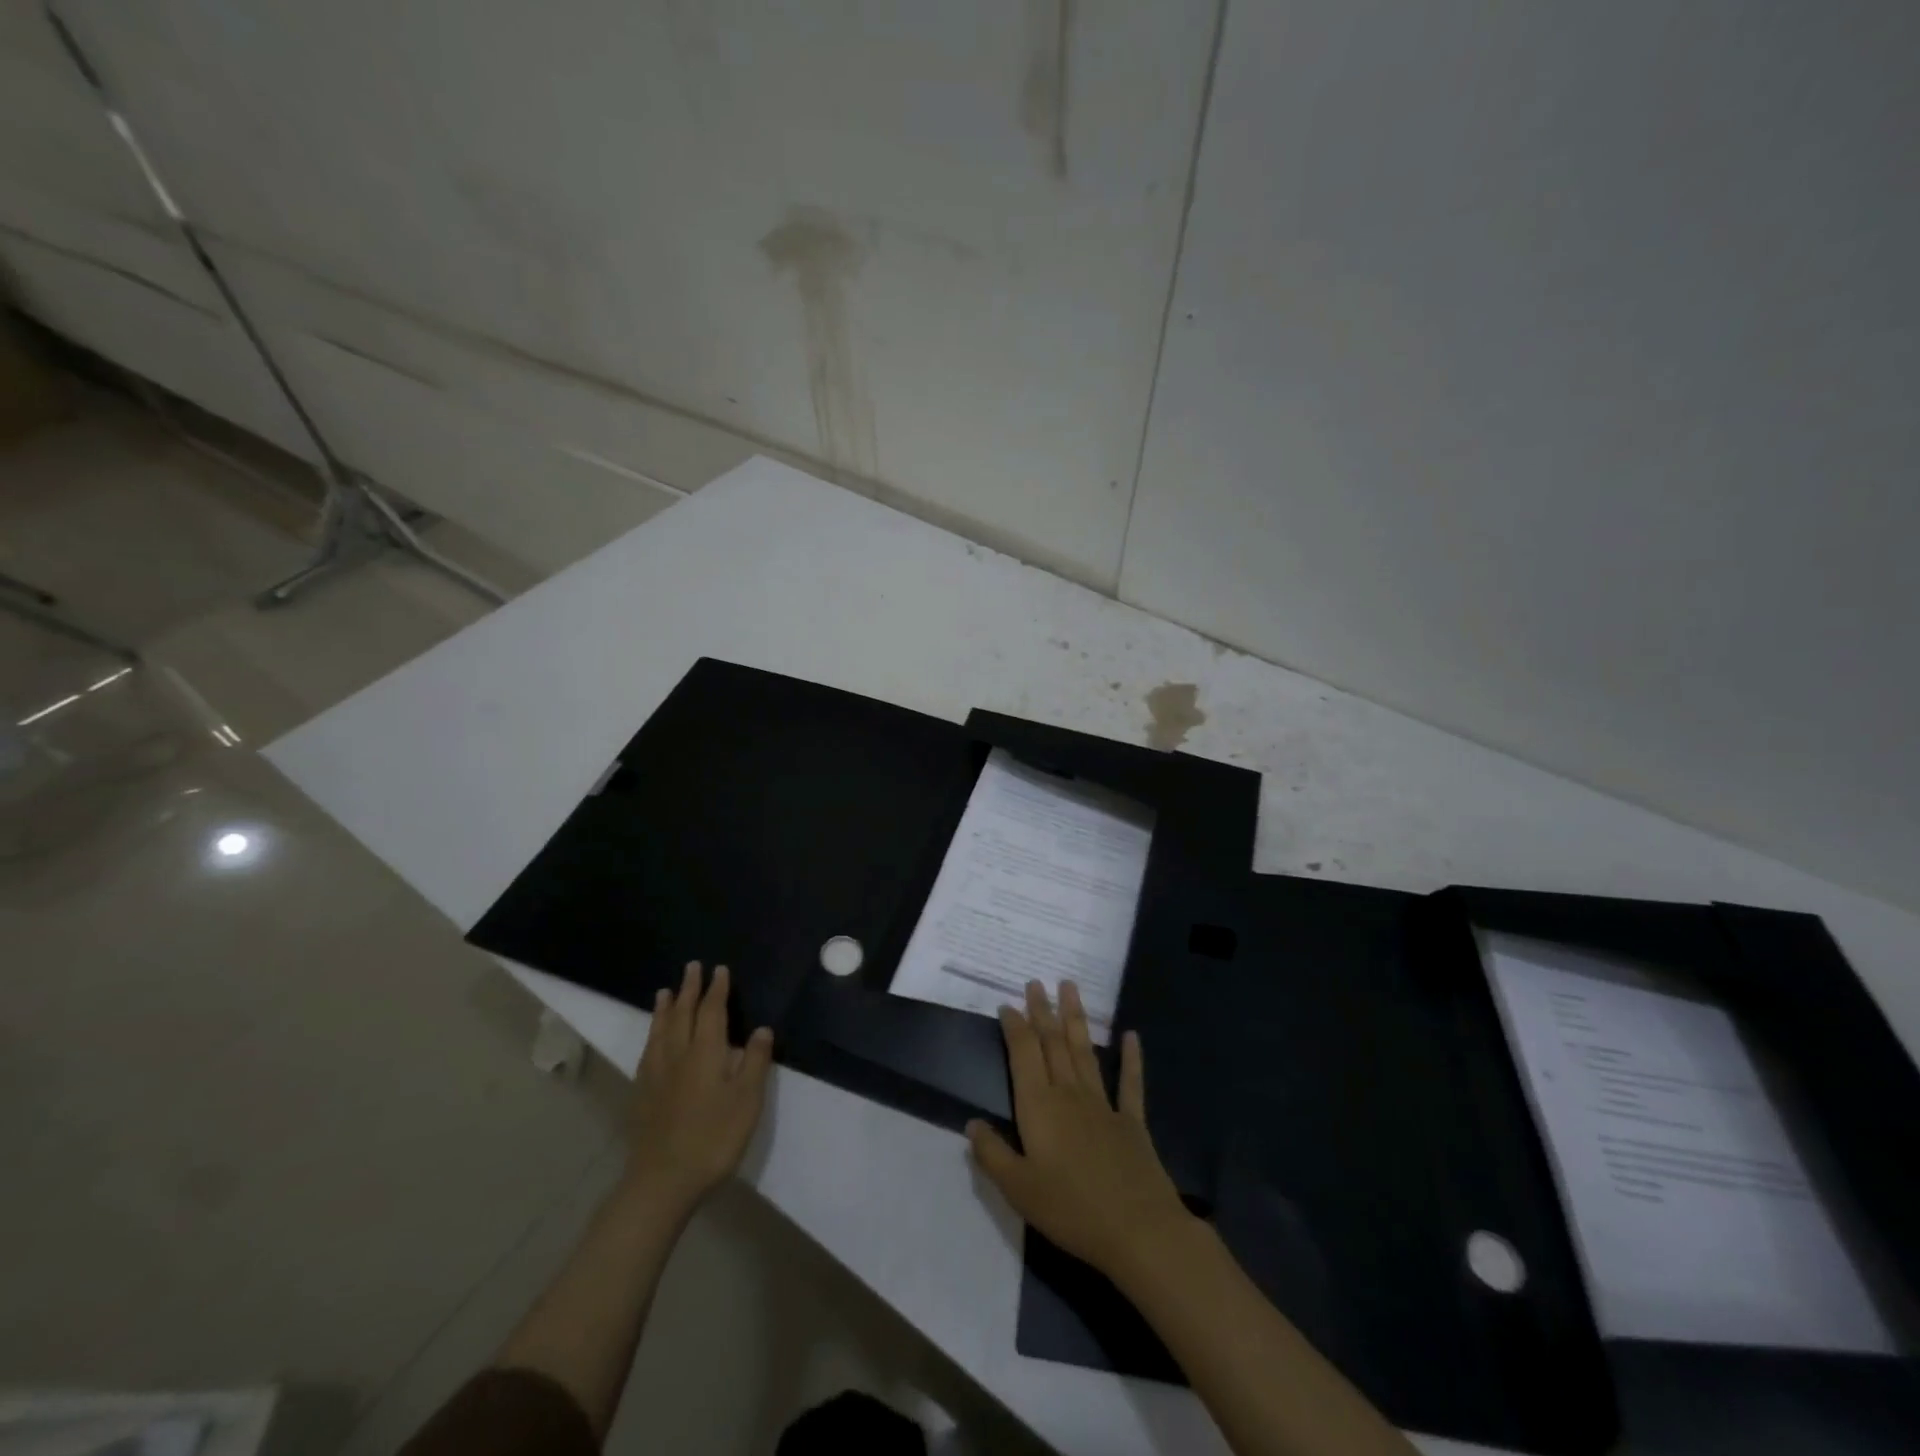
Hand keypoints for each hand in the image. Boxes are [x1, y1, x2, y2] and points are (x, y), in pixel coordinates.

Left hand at [624, 961, 773, 1213]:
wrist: (662, 1180)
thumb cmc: (713, 1138)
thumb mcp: (746, 1101)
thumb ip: (754, 1062)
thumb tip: (761, 1029)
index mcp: (706, 1053)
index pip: (712, 1011)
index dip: (716, 990)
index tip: (719, 970)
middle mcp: (678, 1055)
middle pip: (682, 1014)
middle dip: (688, 989)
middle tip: (691, 967)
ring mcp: (656, 1074)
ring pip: (660, 1030)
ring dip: (664, 1008)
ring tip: (664, 991)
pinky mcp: (642, 1094)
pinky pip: (647, 1051)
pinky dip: (652, 1034)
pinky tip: (653, 1038)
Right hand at [967, 980, 1194, 1278]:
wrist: (1139, 1230)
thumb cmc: (1071, 1210)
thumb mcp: (1018, 1189)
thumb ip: (992, 1154)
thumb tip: (971, 1123)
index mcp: (1039, 1107)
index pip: (1024, 1053)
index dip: (1015, 1026)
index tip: (1007, 1004)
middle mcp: (1069, 1094)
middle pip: (1053, 1043)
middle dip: (1043, 1010)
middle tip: (1036, 982)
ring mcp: (1103, 1104)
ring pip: (1084, 1052)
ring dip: (1075, 1019)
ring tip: (1070, 987)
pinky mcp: (1131, 1122)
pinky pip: (1130, 1083)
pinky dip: (1131, 1058)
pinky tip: (1132, 1035)